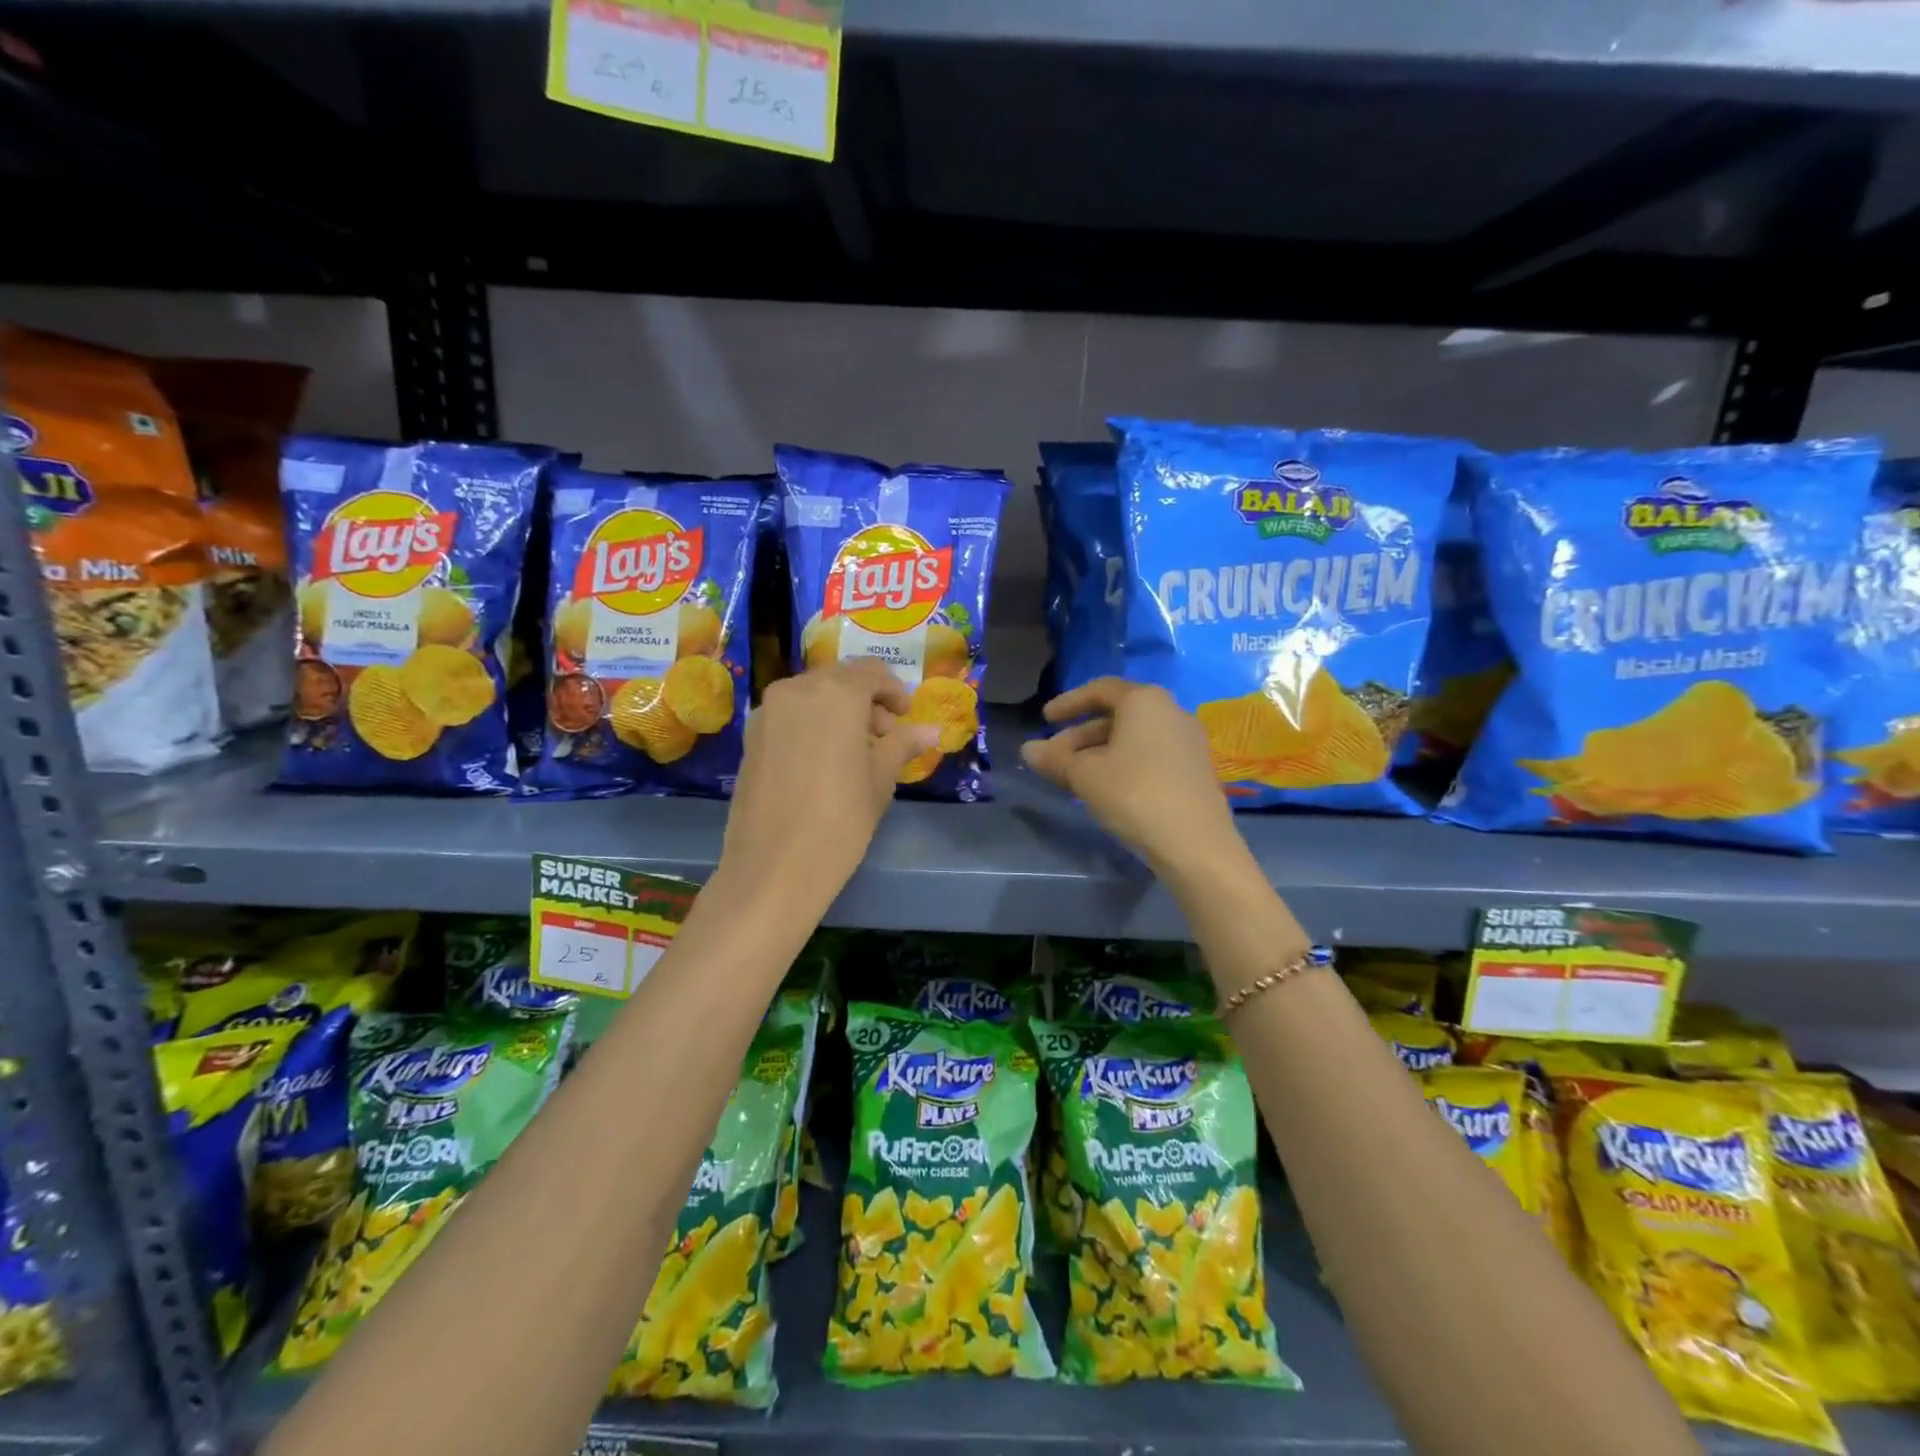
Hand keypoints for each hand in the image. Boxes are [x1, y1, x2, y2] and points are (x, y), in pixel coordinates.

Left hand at [719, 661, 940, 906]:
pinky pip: (789, 715)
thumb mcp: (880, 780)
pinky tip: (822, 761)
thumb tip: (931, 730)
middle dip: (865, 701)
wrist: (773, 867)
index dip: (894, 692)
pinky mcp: (750, 736)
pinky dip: (811, 724)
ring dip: (837, 712)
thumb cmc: (840, 820)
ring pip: (811, 696)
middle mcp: (797, 689)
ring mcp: (767, 712)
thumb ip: (902, 744)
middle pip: (839, 680)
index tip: (904, 717)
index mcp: (836, 693)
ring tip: (854, 752)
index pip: (872, 673)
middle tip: (882, 737)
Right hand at [1022, 678, 1245, 880]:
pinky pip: (1151, 754)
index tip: (1045, 720)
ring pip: (1134, 737)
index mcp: (1144, 701)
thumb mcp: (1085, 776)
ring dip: (1100, 751)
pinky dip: (1124, 762)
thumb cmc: (1134, 794)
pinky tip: (1107, 788)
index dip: (1068, 703)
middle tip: (1054, 758)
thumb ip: (1054, 759)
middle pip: (1117, 715)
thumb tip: (1027, 750)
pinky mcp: (1196, 768)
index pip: (1099, 690)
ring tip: (1075, 777)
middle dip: (1080, 735)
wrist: (1195, 843)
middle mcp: (1170, 711)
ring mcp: (1188, 740)